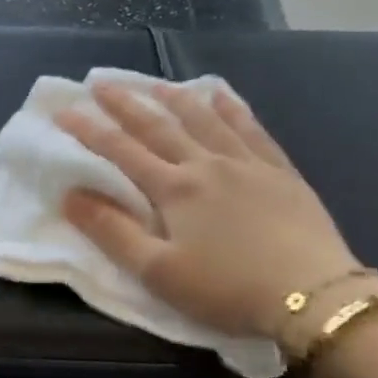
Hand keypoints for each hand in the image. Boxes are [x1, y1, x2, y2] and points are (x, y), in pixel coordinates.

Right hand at [56, 82, 360, 338]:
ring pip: (205, 120)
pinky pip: (252, 130)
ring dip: (175, 98)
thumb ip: (112, 231)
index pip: (122, 151)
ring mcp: (247, 164)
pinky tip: (222, 95)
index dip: (90, 130)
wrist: (313, 295)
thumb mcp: (158, 271)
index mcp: (174, 189)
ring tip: (154, 83)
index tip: (64, 110)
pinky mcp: (281, 173)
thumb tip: (70, 195)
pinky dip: (232, 109)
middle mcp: (206, 165)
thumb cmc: (227, 289)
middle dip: (126, 104)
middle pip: (159, 127)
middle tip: (101, 82)